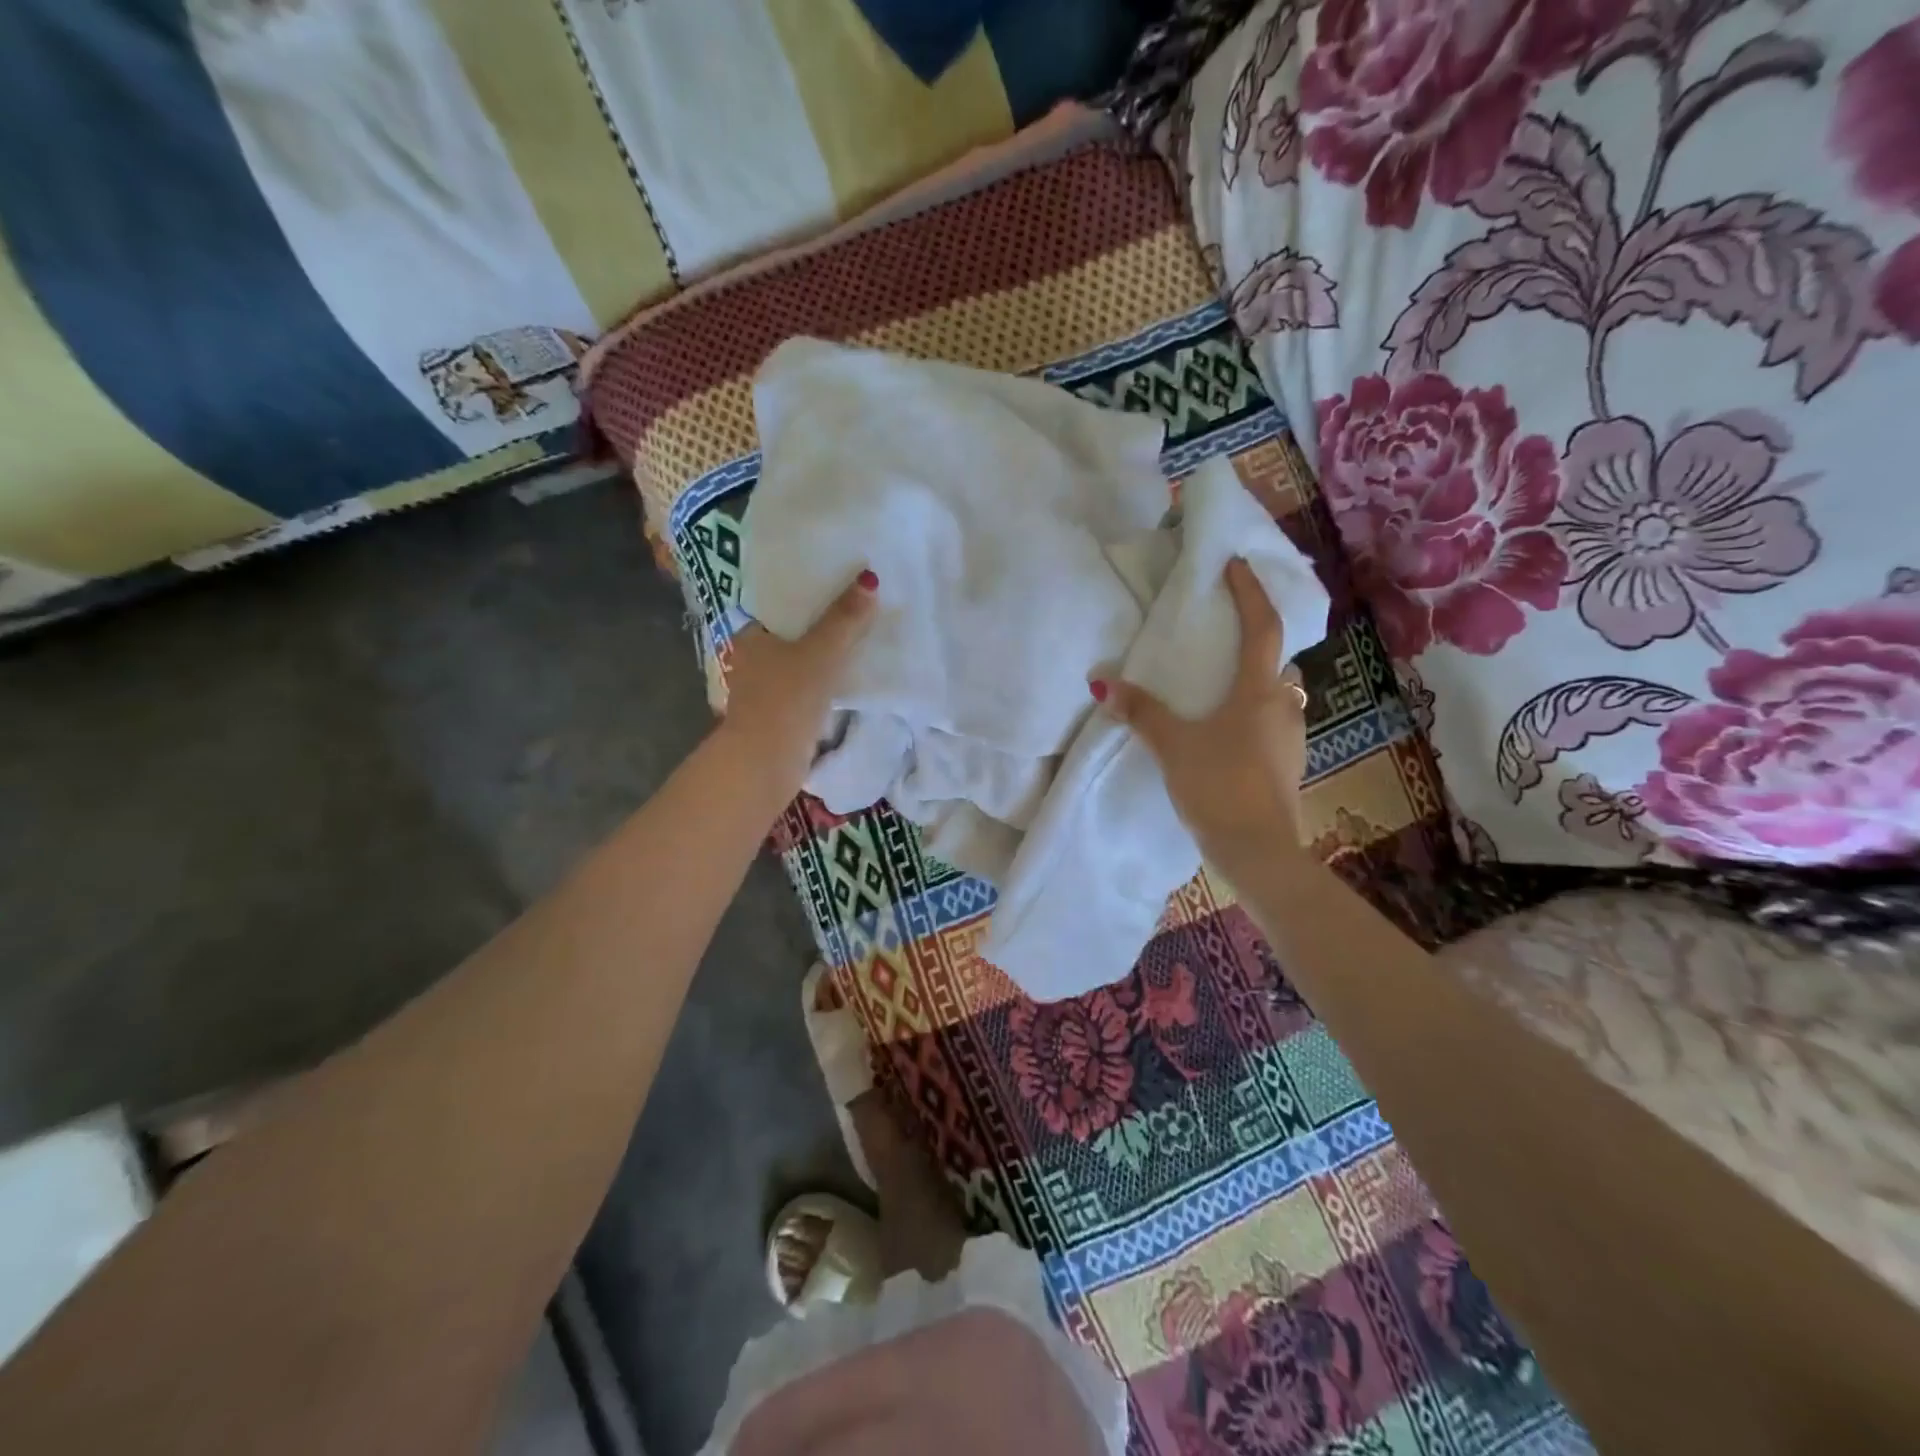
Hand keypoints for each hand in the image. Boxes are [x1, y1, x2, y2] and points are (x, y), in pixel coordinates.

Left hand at [718, 571, 877, 797]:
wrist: (765, 763)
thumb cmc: (786, 699)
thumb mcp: (821, 653)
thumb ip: (844, 619)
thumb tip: (869, 579)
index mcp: (750, 635)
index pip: (781, 604)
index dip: (810, 593)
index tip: (842, 583)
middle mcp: (752, 659)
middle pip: (795, 633)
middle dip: (824, 624)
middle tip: (861, 607)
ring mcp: (765, 689)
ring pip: (802, 661)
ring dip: (827, 654)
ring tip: (863, 636)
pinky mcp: (780, 715)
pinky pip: (808, 686)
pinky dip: (826, 680)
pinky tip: (851, 675)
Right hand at [1095, 558, 1309, 875]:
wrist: (1258, 850)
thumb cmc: (1218, 785)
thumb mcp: (1173, 745)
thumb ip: (1142, 712)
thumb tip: (1103, 683)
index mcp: (1259, 691)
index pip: (1262, 627)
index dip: (1250, 592)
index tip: (1236, 566)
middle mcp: (1285, 706)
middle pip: (1277, 662)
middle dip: (1258, 643)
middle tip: (1227, 637)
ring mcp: (1292, 738)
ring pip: (1278, 696)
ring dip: (1256, 684)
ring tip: (1221, 690)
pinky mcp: (1288, 766)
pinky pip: (1273, 725)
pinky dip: (1254, 717)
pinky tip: (1228, 736)